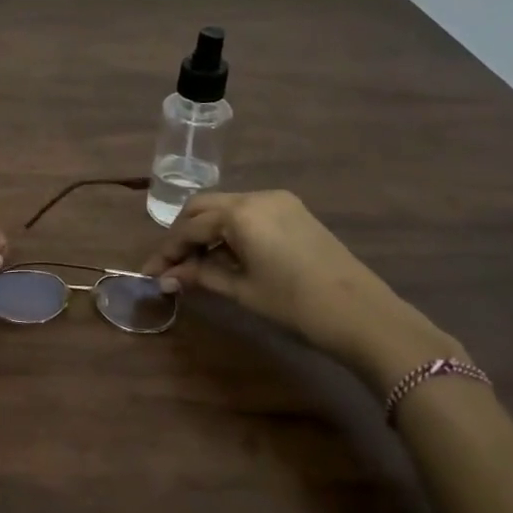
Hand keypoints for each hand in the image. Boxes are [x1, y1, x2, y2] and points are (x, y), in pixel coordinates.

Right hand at [141, 190, 464, 394]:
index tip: (150, 273)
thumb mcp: (241, 290)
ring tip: (195, 264)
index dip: (166, 251)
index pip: (189, 227)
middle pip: (203, 208)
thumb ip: (200, 276)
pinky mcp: (294, 212)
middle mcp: (256, 197)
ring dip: (205, 231)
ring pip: (225, 208)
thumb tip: (166, 277)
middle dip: (182, 234)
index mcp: (239, 213)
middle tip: (170, 264)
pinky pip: (248, 213)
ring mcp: (279, 202)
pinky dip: (229, 230)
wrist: (362, 315)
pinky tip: (226, 255)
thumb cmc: (294, 304)